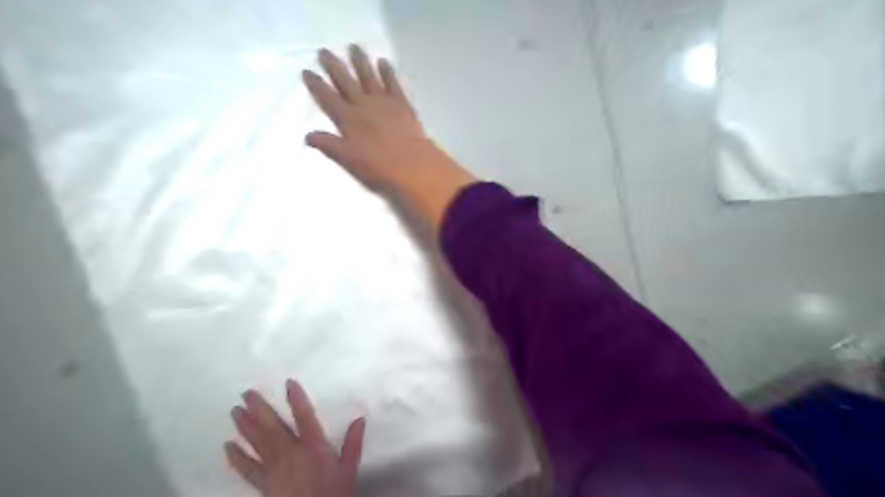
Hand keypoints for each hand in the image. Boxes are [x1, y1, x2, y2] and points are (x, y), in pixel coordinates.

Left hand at [227, 381, 370, 496]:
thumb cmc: (333, 494)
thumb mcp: (349, 469)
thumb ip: (353, 443)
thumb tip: (360, 418)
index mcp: (313, 446)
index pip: (304, 417)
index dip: (297, 399)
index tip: (288, 383)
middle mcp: (291, 453)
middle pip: (273, 427)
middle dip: (260, 409)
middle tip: (247, 393)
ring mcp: (274, 468)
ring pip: (258, 443)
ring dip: (246, 426)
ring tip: (235, 411)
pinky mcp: (263, 484)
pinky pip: (247, 469)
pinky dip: (237, 457)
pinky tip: (228, 446)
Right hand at [304, 45, 477, 227]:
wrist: (412, 165)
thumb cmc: (378, 167)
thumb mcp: (348, 160)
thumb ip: (328, 145)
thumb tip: (307, 135)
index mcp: (348, 120)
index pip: (327, 98)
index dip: (316, 85)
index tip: (306, 71)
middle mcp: (363, 105)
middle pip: (345, 81)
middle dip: (334, 66)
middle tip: (324, 50)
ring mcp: (384, 102)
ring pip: (368, 77)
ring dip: (360, 62)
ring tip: (353, 47)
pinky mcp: (402, 104)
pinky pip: (393, 83)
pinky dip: (387, 72)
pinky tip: (383, 62)